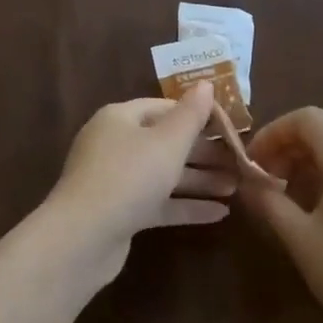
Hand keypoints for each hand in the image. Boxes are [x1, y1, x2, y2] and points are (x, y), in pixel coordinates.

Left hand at [46, 83, 235, 273]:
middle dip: (203, 153)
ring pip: (164, 174)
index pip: (164, 108)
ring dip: (200, 180)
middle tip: (239, 162)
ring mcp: (116, 180)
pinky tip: (219, 214)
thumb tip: (206, 84)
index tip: (230, 128)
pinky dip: (186, 205)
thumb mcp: (167, 142)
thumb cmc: (129, 177)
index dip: (198, 115)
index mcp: (120, 118)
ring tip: (236, 188)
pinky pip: (158, 203)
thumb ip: (191, 115)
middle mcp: (115, 145)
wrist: (83, 237)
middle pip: (166, 142)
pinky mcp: (120, 212)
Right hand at [239, 108, 322, 322]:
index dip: (274, 131)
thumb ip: (268, 201)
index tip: (252, 161)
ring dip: (306, 161)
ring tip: (282, 194)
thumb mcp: (299, 238)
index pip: (308, 118)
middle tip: (263, 177)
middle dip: (287, 145)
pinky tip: (312, 210)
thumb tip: (246, 182)